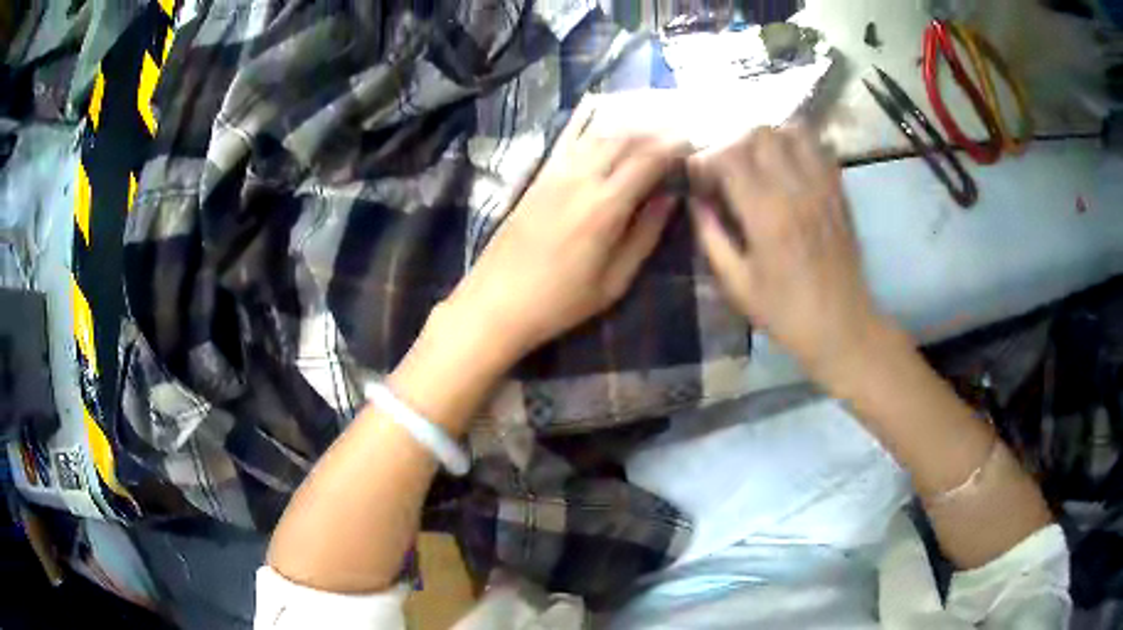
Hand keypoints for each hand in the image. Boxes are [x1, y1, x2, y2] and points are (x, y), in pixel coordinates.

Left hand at [445, 101, 689, 366]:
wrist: (495, 302)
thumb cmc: (559, 302)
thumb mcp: (614, 282)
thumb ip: (645, 235)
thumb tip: (669, 197)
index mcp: (605, 206)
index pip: (649, 157)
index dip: (676, 144)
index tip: (697, 140)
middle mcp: (580, 177)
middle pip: (626, 136)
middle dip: (658, 127)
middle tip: (681, 127)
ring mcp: (555, 172)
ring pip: (599, 131)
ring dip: (630, 121)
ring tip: (654, 119)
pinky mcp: (538, 174)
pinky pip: (568, 136)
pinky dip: (589, 119)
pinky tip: (602, 108)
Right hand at [687, 126, 890, 380]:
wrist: (843, 326)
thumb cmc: (786, 312)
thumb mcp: (738, 284)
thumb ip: (712, 237)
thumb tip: (696, 201)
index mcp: (766, 215)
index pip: (729, 156)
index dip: (707, 159)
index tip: (699, 177)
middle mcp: (796, 190)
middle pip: (760, 133)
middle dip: (734, 143)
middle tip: (727, 168)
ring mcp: (822, 187)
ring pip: (791, 131)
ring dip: (768, 139)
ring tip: (758, 161)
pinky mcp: (839, 191)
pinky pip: (818, 148)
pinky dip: (797, 146)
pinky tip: (787, 166)